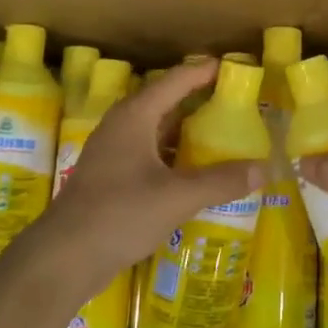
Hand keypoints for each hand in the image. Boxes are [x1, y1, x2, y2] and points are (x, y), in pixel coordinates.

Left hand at [39, 59, 262, 277]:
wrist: (63, 257)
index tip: (235, 69)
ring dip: (185, 130)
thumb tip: (264, 169)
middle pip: (166, 101)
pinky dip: (173, 155)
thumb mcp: (177, 197)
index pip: (176, 80)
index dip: (205, 72)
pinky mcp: (110, 177)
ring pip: (156, 130)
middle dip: (199, 100)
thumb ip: (221, 181)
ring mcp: (112, 152)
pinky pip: (149, 153)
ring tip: (220, 134)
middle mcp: (122, 125)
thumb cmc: (120, 213)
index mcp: (135, 116)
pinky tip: (193, 171)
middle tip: (235, 103)